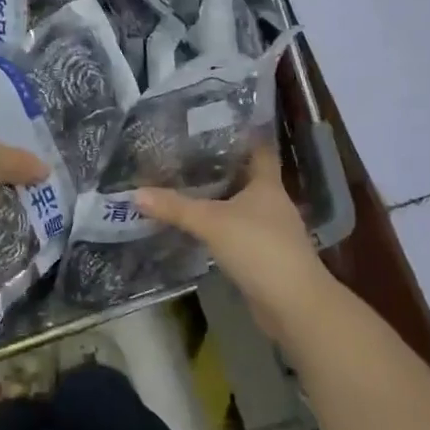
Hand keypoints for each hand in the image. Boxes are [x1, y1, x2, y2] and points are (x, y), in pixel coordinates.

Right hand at [134, 146, 333, 339]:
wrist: (294, 304)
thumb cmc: (259, 248)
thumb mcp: (211, 223)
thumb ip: (175, 207)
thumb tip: (136, 193)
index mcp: (267, 185)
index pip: (260, 150)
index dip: (244, 136)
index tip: (219, 125)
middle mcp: (272, 203)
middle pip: (248, 177)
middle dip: (222, 168)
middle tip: (188, 156)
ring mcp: (271, 231)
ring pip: (242, 207)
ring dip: (220, 200)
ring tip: (187, 188)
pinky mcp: (265, 257)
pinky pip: (238, 233)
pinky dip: (221, 228)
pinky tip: (199, 228)